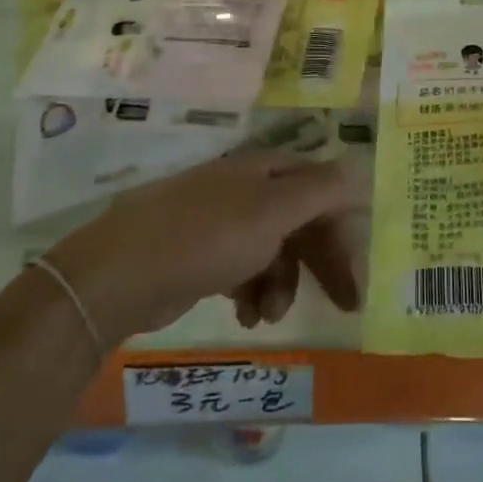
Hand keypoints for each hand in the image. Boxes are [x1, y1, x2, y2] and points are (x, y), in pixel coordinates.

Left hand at [45, 152, 369, 341]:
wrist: (121, 273)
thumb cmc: (207, 237)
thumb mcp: (273, 211)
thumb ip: (320, 190)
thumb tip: (361, 165)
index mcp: (265, 171)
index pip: (321, 188)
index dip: (343, 225)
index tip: (357, 269)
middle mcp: (246, 190)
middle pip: (300, 220)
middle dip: (322, 261)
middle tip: (345, 303)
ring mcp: (221, 222)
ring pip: (274, 250)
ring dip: (283, 284)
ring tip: (270, 316)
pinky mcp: (201, 255)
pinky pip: (244, 269)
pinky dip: (253, 292)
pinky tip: (247, 316)